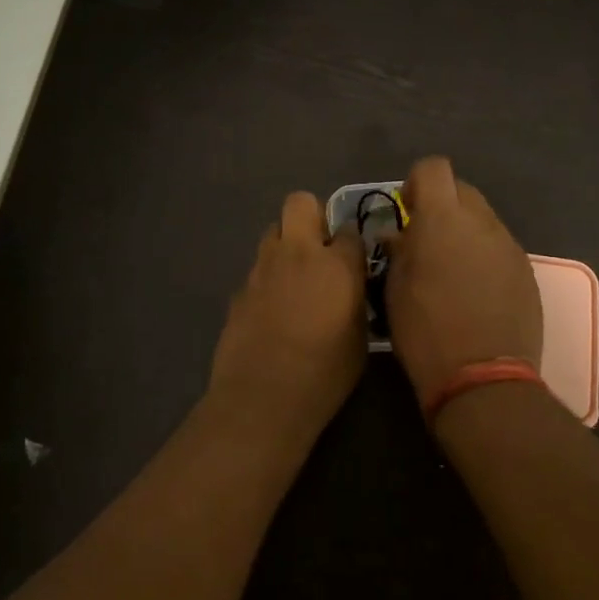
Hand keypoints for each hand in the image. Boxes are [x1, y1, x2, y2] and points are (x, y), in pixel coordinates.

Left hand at [206, 192, 367, 444]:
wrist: (263, 396)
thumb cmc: (325, 374)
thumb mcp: (359, 338)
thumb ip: (355, 300)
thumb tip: (350, 288)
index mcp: (337, 265)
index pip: (350, 230)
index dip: (352, 244)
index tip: (353, 262)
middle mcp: (297, 253)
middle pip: (300, 203)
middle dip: (311, 216)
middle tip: (319, 249)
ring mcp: (262, 267)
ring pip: (272, 232)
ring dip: (285, 245)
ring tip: (293, 279)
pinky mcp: (239, 288)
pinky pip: (257, 269)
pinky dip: (267, 279)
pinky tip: (271, 310)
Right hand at [386, 157, 542, 413]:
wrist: (483, 378)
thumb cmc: (425, 330)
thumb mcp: (394, 288)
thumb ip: (399, 250)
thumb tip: (400, 235)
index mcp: (442, 219)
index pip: (433, 168)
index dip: (417, 183)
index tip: (407, 211)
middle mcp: (481, 222)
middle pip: (462, 190)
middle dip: (442, 205)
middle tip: (426, 241)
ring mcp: (509, 246)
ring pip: (483, 220)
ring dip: (464, 233)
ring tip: (451, 271)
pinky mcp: (527, 272)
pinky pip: (499, 249)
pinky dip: (484, 257)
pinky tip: (475, 292)